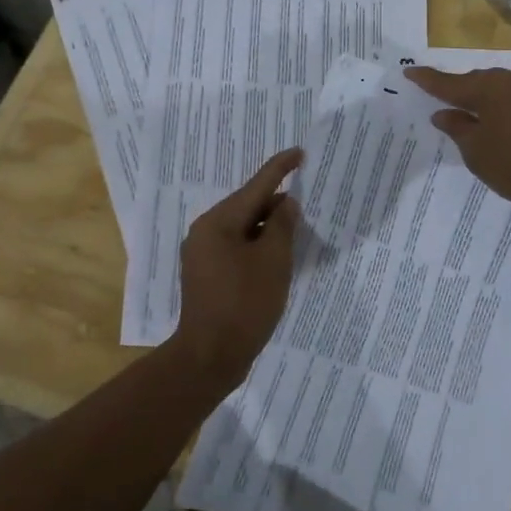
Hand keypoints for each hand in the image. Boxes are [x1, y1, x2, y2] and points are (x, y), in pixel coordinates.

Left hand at [171, 148, 303, 385]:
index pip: (255, 186)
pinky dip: (258, 246)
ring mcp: (203, 255)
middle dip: (277, 204)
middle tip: (307, 205)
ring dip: (269, 228)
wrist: (210, 357)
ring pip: (243, 229)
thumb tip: (287, 203)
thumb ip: (283, 225)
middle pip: (248, 207)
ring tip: (296, 231)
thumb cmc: (244, 304)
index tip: (299, 153)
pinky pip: (237, 248)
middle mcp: (205, 232)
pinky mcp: (207, 275)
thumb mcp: (273, 261)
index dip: (280, 168)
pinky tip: (276, 257)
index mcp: (218, 222)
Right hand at [405, 66, 510, 214]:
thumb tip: (443, 113)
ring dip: (482, 98)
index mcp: (489, 87)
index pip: (449, 83)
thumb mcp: (477, 152)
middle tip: (438, 99)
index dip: (427, 80)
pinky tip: (496, 119)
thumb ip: (457, 128)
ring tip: (467, 113)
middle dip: (458, 90)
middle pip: (476, 82)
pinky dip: (502, 105)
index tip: (409, 71)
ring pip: (498, 88)